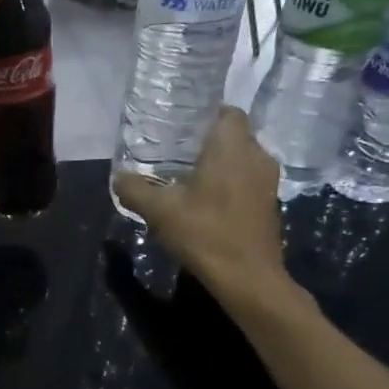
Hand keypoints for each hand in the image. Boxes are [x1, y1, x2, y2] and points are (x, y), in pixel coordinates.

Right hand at [111, 108, 302, 313]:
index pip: (227, 111)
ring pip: (242, 158)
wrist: (248, 278)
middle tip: (176, 152)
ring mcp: (268, 181)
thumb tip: (118, 178)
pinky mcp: (270, 203)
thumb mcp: (159, 211)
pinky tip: (206, 201)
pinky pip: (248, 179)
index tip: (181, 127)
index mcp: (232, 146)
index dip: (205, 114)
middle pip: (234, 134)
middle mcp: (256, 155)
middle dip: (208, 140)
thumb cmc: (205, 234)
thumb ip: (135, 189)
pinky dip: (230, 183)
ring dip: (220, 164)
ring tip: (188, 177)